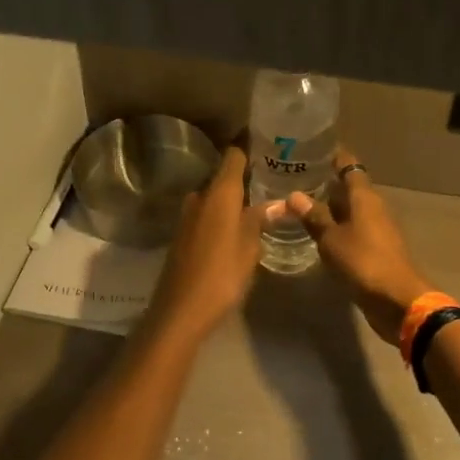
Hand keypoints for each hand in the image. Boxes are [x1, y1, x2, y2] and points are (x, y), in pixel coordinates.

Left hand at [146, 144, 264, 339]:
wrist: (180, 310)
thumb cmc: (222, 275)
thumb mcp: (249, 248)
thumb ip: (260, 220)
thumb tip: (278, 202)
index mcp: (219, 194)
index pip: (234, 157)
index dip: (250, 150)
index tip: (269, 149)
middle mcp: (199, 197)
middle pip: (223, 177)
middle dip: (245, 179)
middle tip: (272, 182)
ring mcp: (187, 216)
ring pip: (214, 198)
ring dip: (232, 200)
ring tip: (259, 206)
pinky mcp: (182, 234)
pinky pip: (206, 215)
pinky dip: (221, 215)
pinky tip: (236, 228)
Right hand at [285, 147, 431, 344]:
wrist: (397, 300)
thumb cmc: (363, 261)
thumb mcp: (331, 239)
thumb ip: (314, 217)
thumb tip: (294, 195)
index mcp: (365, 197)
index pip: (349, 166)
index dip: (333, 156)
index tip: (312, 149)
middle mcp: (373, 208)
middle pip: (350, 188)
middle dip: (326, 183)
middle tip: (296, 178)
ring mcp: (377, 229)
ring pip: (351, 210)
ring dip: (330, 207)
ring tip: (301, 205)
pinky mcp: (376, 250)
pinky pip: (353, 230)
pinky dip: (336, 228)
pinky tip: (317, 233)